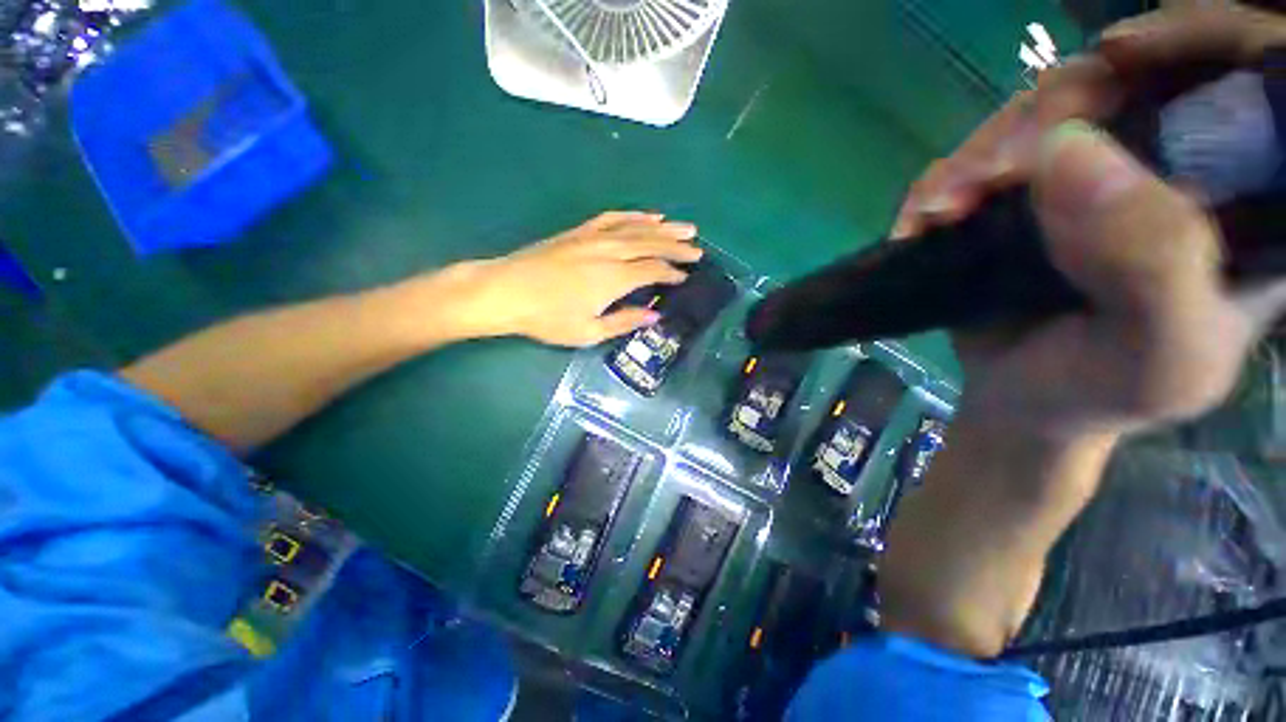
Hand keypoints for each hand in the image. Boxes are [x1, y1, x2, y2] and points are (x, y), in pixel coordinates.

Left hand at [431, 211, 702, 346]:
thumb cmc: (547, 318)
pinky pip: (613, 218)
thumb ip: (624, 321)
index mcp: (614, 277)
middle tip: (698, 249)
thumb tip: (654, 316)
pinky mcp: (580, 231)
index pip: (654, 270)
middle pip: (652, 244)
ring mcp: (594, 236)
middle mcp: (609, 251)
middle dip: (677, 247)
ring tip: (685, 227)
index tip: (686, 277)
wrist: (506, 291)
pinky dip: (634, 216)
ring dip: (664, 227)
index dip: (673, 273)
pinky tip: (647, 216)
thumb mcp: (589, 331)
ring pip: (637, 227)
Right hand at [893, 6, 1285, 442]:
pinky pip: (986, 155)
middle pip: (1125, 80)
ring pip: (1042, 112)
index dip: (1194, 40)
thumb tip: (1067, 152)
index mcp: (1241, 200)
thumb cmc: (1104, 391)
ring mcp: (1095, 175)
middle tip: (992, 175)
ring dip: (978, 155)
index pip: (1248, 77)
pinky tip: (926, 218)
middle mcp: (1175, 168)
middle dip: (1051, 111)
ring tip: (940, 212)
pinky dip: (945, 180)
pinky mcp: (1028, 195)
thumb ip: (1152, 262)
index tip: (1118, 55)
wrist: (1027, 405)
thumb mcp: (1158, 354)